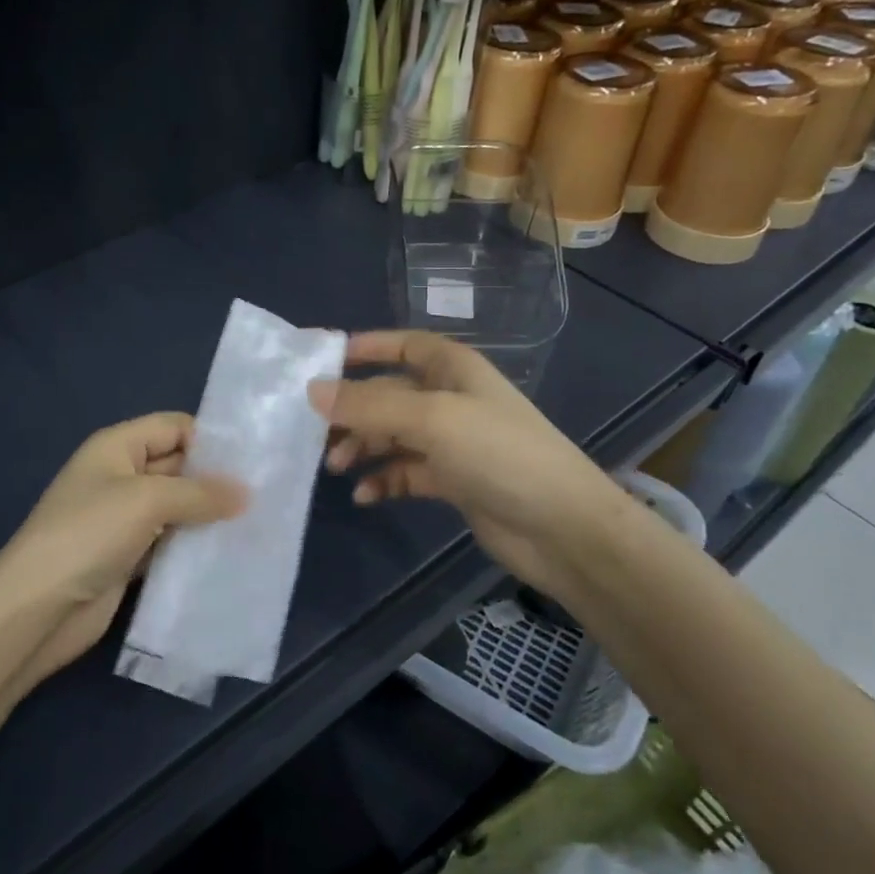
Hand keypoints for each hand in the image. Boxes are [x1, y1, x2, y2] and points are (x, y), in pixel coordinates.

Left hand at [0, 414, 245, 687]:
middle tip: (266, 494)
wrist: (38, 609)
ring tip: (257, 523)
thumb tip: (244, 493)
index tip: (255, 459)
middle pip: (177, 466)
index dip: (210, 439)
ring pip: (176, 506)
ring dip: (209, 515)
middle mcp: (121, 476)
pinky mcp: (128, 556)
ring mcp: (123, 519)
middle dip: (216, 479)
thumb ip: (199, 493)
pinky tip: (228, 553)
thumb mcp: (147, 500)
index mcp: (117, 446)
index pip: (173, 427)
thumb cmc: (89, 534)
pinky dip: (194, 545)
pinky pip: (169, 541)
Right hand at [309, 331, 632, 594]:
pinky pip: (406, 472)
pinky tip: (364, 495)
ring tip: (335, 466)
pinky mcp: (453, 481)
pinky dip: (383, 480)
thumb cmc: (499, 454)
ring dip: (363, 447)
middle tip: (314, 431)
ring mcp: (452, 442)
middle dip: (352, 410)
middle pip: (389, 394)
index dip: (365, 348)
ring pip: (393, 435)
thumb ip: (369, 405)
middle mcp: (450, 399)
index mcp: (453, 368)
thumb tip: (311, 390)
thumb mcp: (431, 420)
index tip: (321, 363)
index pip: (402, 344)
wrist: (563, 528)